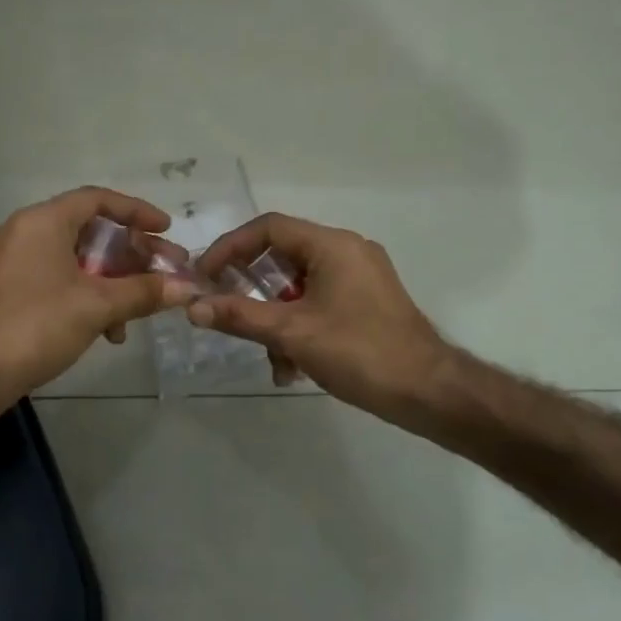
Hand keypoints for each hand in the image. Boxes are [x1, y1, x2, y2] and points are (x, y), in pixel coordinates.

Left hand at [0, 188, 194, 416]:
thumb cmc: (33, 325)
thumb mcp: (96, 306)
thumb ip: (143, 292)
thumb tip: (187, 287)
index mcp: (44, 222)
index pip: (98, 200)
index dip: (137, 211)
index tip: (167, 229)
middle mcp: (29, 235)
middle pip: (92, 233)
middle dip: (134, 254)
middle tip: (169, 272)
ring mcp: (19, 267)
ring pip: (80, 264)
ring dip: (116, 283)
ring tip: (145, 308)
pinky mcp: (15, 298)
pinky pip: (63, 286)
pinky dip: (91, 301)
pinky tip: (111, 333)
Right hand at [189, 214, 450, 423]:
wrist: (428, 391)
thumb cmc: (360, 352)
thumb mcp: (292, 333)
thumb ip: (240, 316)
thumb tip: (193, 306)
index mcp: (332, 245)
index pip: (268, 228)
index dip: (229, 248)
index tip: (205, 276)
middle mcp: (347, 252)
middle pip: (282, 257)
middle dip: (252, 292)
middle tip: (227, 314)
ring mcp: (360, 278)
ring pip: (298, 288)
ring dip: (275, 321)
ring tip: (271, 360)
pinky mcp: (366, 304)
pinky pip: (318, 304)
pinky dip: (299, 329)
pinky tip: (293, 369)